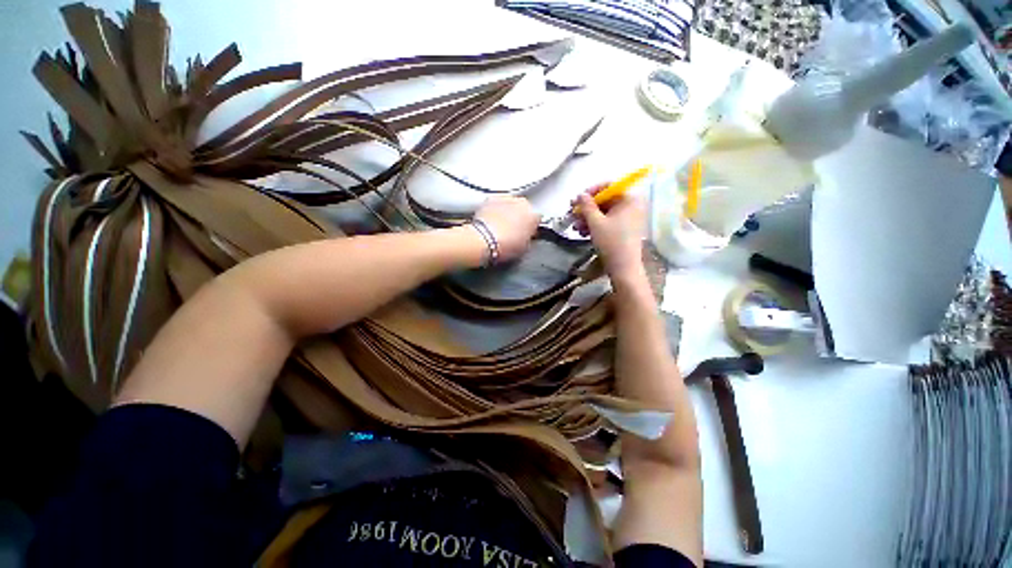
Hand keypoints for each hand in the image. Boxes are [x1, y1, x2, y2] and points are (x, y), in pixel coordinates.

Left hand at [472, 196, 539, 262]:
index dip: (531, 228)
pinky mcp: (490, 199)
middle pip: (524, 209)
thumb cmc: (504, 245)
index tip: (526, 234)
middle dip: (519, 218)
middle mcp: (522, 203)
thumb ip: (528, 238)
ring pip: (510, 204)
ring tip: (500, 226)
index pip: (537, 220)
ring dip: (507, 212)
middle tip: (512, 231)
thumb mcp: (524, 248)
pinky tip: (491, 221)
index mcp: (534, 215)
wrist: (484, 240)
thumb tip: (525, 237)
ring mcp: (506, 198)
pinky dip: (494, 210)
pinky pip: (496, 204)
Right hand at [575, 185, 646, 279]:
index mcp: (629, 199)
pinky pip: (608, 222)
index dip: (591, 192)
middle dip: (587, 209)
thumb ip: (587, 206)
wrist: (623, 267)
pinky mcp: (624, 229)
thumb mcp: (595, 222)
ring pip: (604, 213)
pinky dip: (595, 226)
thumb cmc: (611, 242)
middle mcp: (632, 205)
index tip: (577, 200)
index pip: (609, 186)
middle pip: (605, 200)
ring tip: (576, 227)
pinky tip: (583, 233)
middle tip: (572, 214)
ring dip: (588, 219)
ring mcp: (629, 218)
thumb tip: (580, 194)